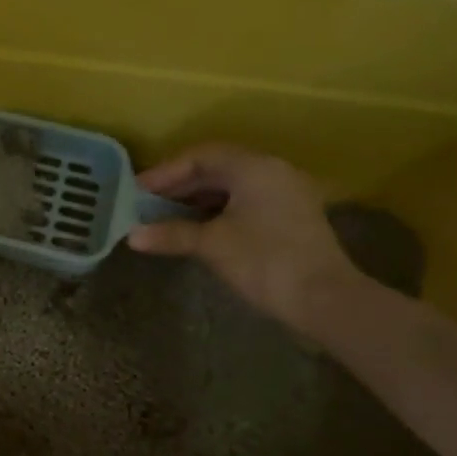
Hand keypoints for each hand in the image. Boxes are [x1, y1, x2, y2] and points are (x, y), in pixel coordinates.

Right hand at [126, 144, 362, 333]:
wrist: (324, 299)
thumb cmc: (264, 261)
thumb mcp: (212, 245)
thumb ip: (171, 234)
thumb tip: (132, 236)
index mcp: (254, 167)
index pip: (201, 156)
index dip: (165, 172)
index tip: (137, 190)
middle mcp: (273, 171)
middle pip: (217, 167)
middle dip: (180, 184)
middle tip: (147, 202)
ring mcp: (286, 193)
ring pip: (232, 185)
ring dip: (197, 198)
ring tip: (166, 214)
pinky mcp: (292, 216)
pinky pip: (246, 201)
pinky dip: (218, 209)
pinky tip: (197, 227)